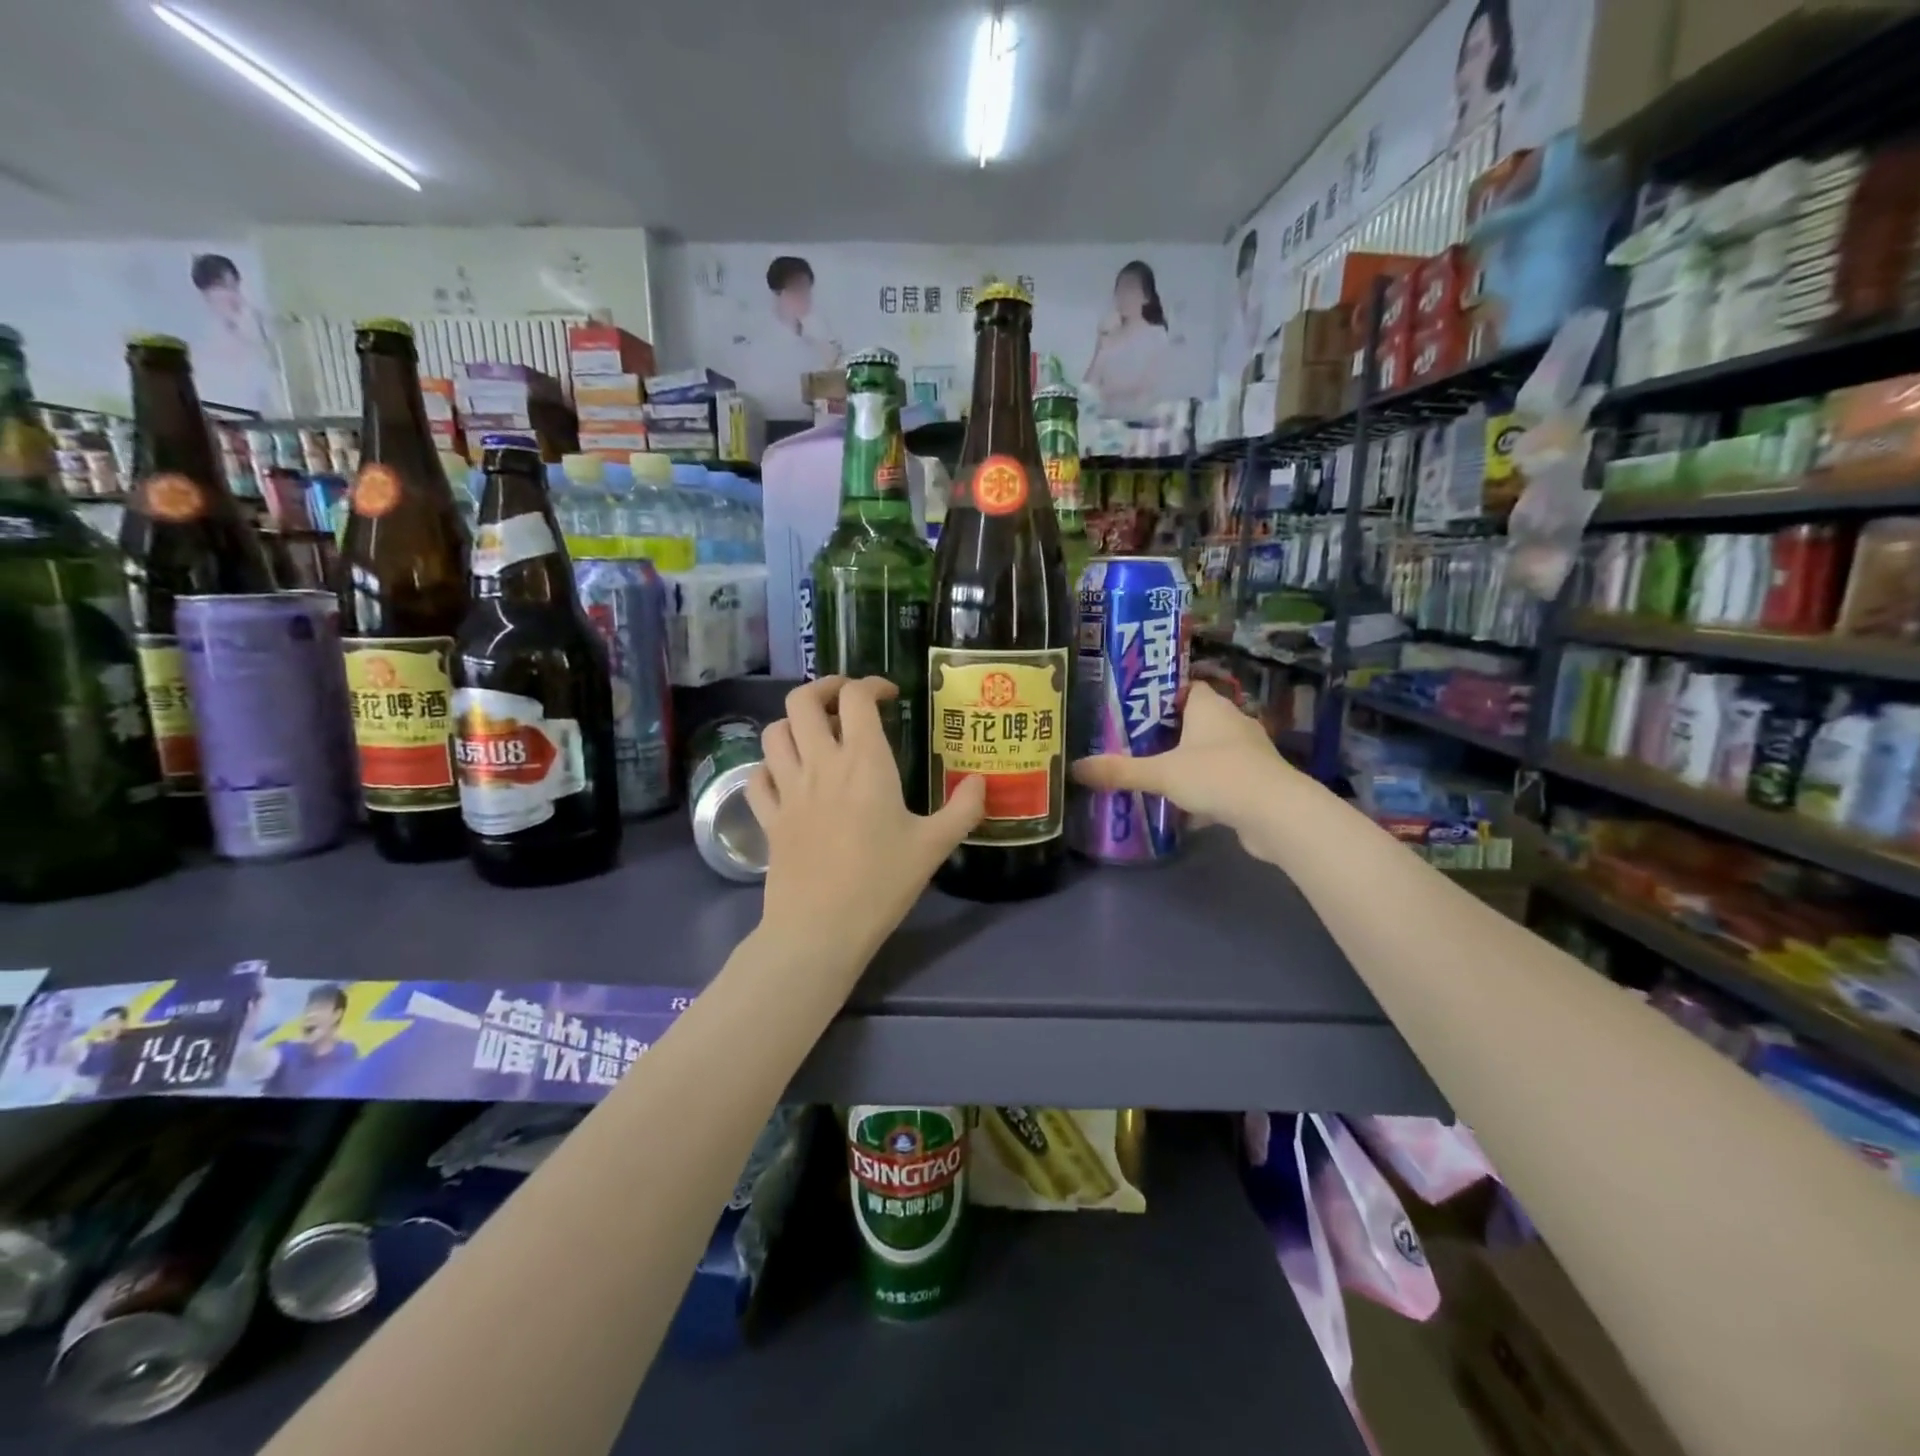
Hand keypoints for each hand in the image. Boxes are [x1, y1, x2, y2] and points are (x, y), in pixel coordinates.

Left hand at [747, 677, 984, 966]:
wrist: (820, 929)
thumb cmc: (881, 883)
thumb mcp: (934, 846)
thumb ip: (963, 809)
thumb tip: (981, 782)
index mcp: (863, 762)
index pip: (855, 697)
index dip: (871, 685)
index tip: (889, 696)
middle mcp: (819, 764)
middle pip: (802, 701)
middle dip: (823, 689)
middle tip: (845, 702)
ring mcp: (787, 790)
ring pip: (773, 732)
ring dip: (794, 724)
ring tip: (816, 736)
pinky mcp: (768, 818)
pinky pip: (757, 777)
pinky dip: (769, 767)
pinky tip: (787, 778)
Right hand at [1071, 680, 1294, 837]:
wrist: (1276, 814)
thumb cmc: (1217, 776)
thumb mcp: (1161, 773)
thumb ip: (1120, 771)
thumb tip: (1075, 768)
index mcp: (1211, 707)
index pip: (1186, 687)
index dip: (1161, 695)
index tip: (1134, 707)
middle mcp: (1233, 722)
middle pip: (1195, 720)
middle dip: (1168, 732)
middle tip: (1133, 742)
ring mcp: (1248, 752)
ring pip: (1210, 751)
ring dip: (1187, 761)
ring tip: (1153, 772)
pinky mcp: (1255, 781)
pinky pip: (1222, 778)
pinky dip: (1204, 788)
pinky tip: (1182, 805)